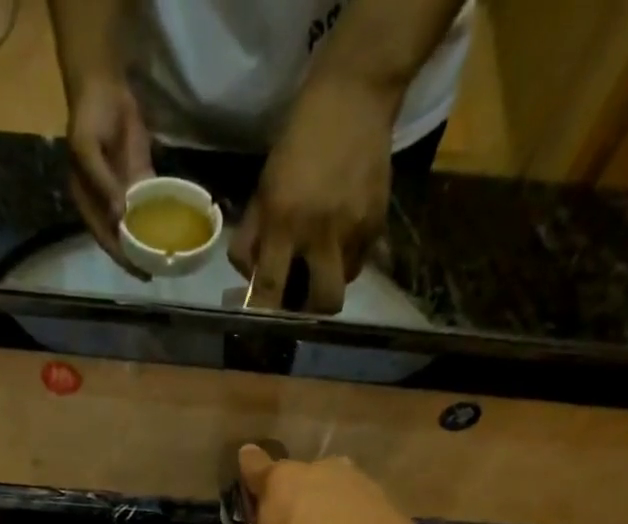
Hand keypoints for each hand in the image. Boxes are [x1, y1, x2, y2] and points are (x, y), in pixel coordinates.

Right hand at [65, 73, 153, 272]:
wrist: (104, 85)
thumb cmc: (89, 117)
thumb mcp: (87, 149)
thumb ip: (103, 184)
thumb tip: (120, 217)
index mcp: (88, 203)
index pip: (105, 238)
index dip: (121, 257)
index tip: (139, 272)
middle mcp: (105, 205)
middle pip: (121, 238)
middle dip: (137, 256)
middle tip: (156, 272)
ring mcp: (122, 193)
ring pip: (136, 224)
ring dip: (149, 241)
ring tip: (166, 258)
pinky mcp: (138, 179)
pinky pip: (150, 202)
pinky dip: (159, 216)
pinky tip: (172, 229)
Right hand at [215, 443, 422, 523]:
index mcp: (280, 479)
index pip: (254, 465)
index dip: (246, 468)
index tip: (245, 464)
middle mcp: (318, 469)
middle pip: (295, 481)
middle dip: (288, 501)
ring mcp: (356, 482)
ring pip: (328, 494)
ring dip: (320, 512)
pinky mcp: (385, 502)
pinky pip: (355, 512)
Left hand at [230, 78, 396, 312]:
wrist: (354, 97)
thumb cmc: (297, 144)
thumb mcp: (263, 188)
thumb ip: (251, 239)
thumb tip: (249, 281)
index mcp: (283, 222)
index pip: (269, 288)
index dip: (264, 313)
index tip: (262, 322)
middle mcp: (320, 233)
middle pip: (323, 302)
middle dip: (312, 311)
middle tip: (302, 299)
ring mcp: (353, 230)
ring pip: (343, 284)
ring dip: (330, 281)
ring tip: (322, 259)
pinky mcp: (378, 222)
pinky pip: (360, 260)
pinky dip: (348, 257)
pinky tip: (342, 233)